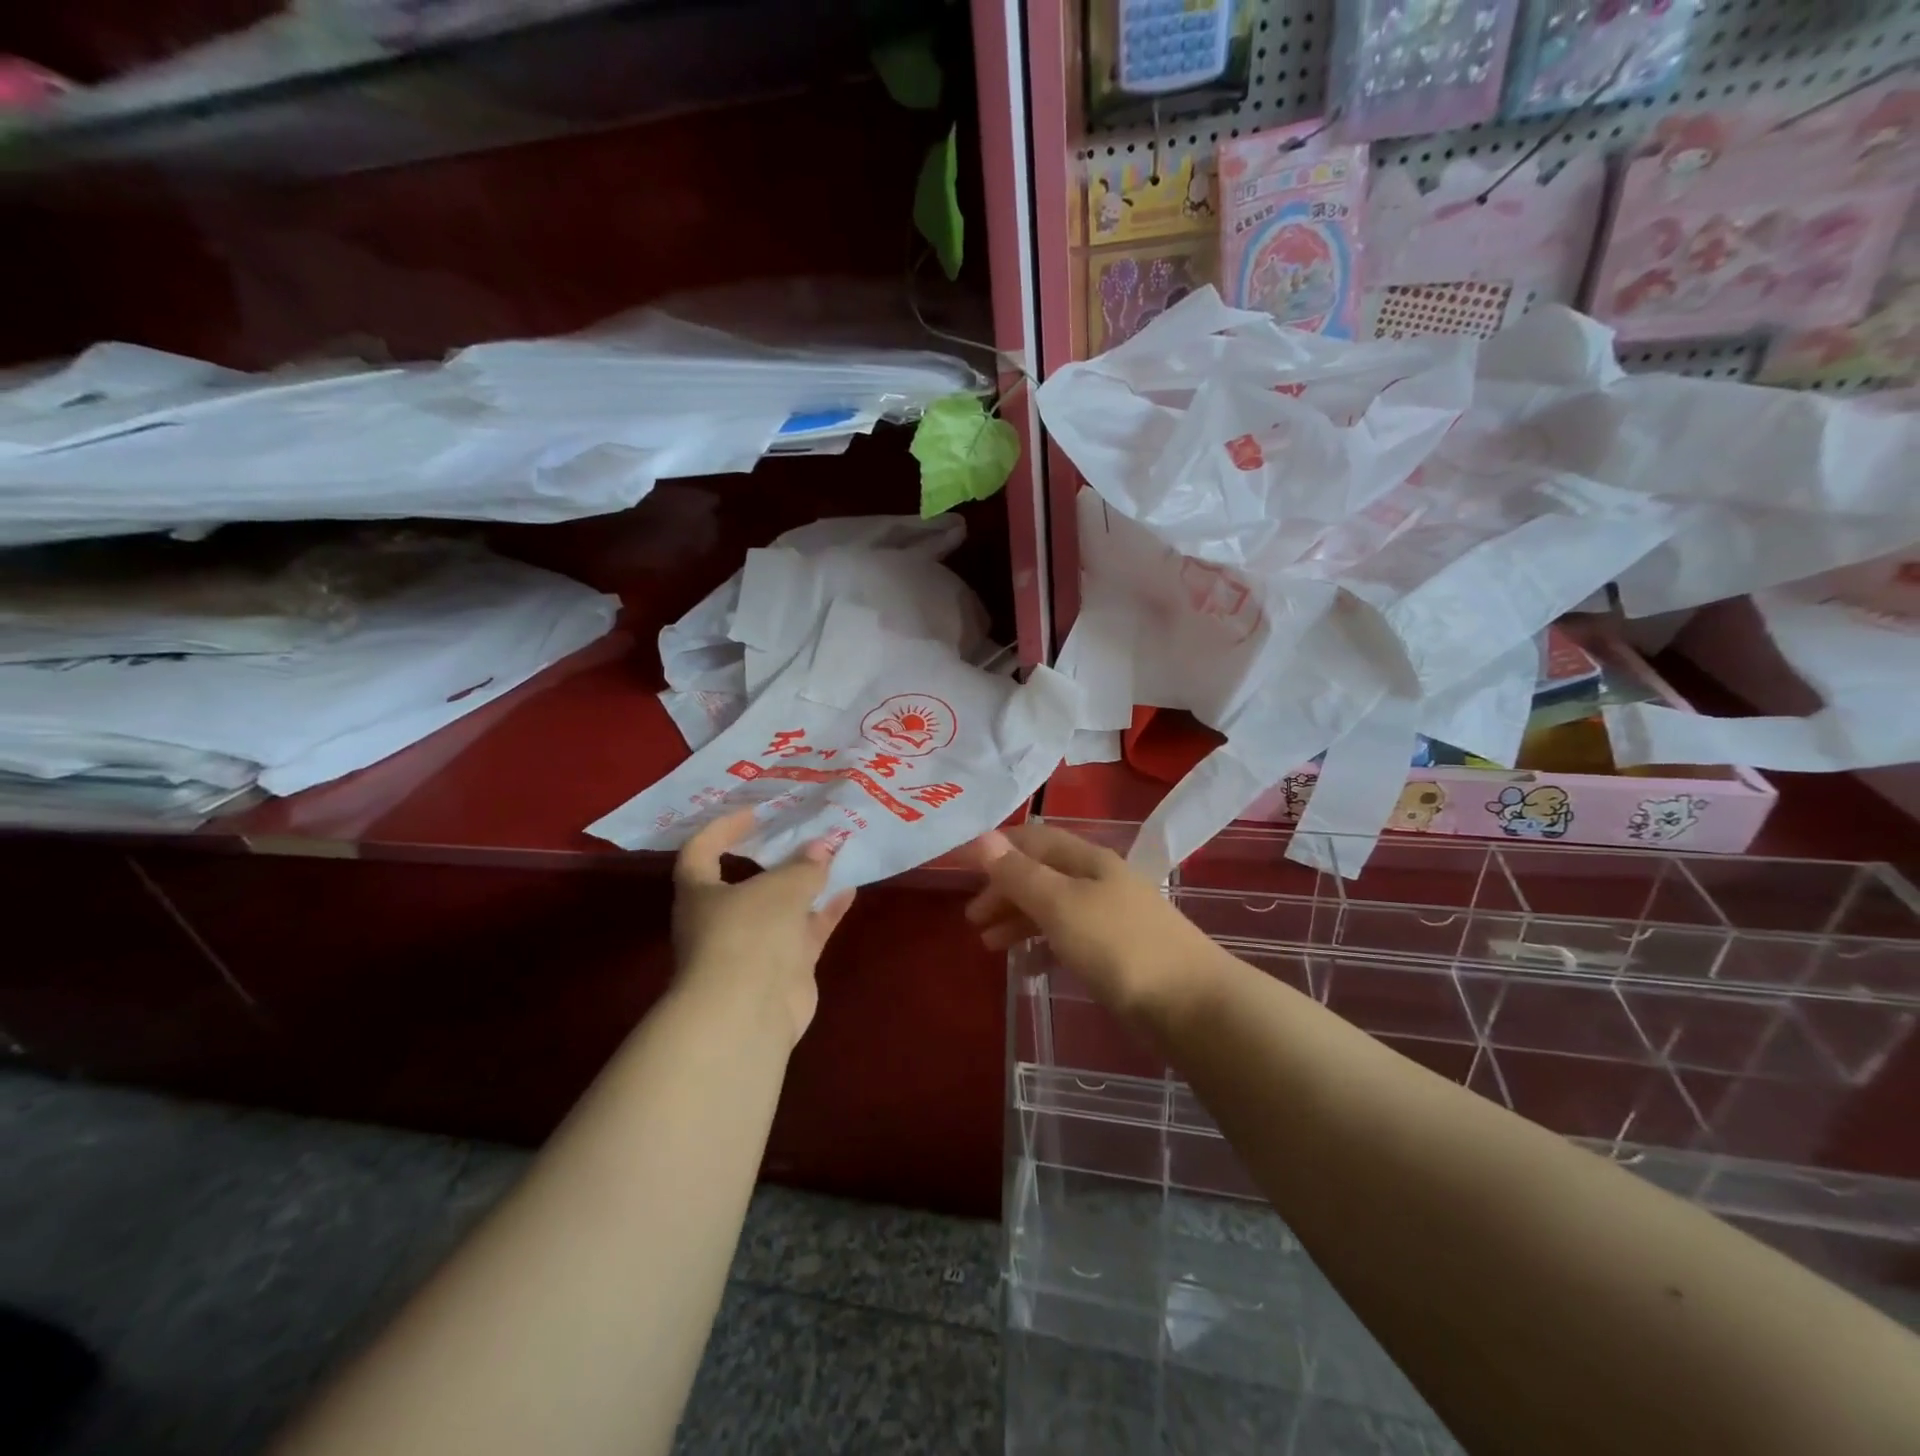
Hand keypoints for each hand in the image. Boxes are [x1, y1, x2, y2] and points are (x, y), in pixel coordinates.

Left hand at [671, 810, 857, 1046]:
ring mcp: (753, 947)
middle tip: (803, 833)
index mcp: (700, 894)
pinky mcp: (782, 969)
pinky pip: (804, 932)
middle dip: (776, 858)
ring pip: (781, 907)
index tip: (756, 814)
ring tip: (834, 856)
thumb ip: (804, 865)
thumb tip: (823, 846)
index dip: (723, 828)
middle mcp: (721, 919)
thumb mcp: (781, 888)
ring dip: (806, 884)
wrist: (749, 1012)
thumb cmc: (749, 933)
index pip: (701, 851)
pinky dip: (824, 912)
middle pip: (747, 881)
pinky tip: (849, 891)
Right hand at [963, 823, 1227, 1027]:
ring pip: (1053, 906)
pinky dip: (1043, 945)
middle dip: (1004, 891)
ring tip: (989, 946)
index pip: (1032, 839)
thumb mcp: (1060, 905)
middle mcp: (1099, 879)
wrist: (1191, 1004)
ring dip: (1019, 919)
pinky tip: (1028, 967)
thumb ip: (1019, 874)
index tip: (960, 871)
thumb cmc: (1118, 946)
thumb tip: (982, 836)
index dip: (996, 850)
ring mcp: (1111, 915)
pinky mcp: (1119, 951)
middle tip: (972, 921)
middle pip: (1041, 873)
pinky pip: (1069, 937)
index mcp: (1086, 859)